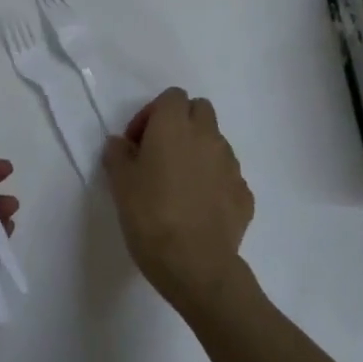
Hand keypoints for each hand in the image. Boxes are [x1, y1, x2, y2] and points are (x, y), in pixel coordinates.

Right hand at [103, 88, 254, 317]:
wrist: (195, 264)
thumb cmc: (150, 216)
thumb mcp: (120, 183)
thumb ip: (118, 154)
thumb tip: (121, 144)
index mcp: (175, 126)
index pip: (172, 97)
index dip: (152, 114)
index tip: (138, 143)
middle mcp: (208, 136)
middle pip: (199, 110)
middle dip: (181, 124)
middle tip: (160, 154)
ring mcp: (231, 164)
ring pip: (215, 143)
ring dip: (198, 153)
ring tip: (179, 185)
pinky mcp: (244, 193)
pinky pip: (227, 176)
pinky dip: (214, 182)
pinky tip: (198, 208)